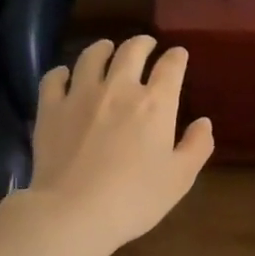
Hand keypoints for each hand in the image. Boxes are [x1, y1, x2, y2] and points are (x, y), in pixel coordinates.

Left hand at [18, 36, 213, 255]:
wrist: (73, 212)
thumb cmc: (135, 198)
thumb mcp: (180, 178)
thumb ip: (197, 147)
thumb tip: (204, 123)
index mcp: (156, 104)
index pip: (171, 67)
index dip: (177, 57)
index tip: (179, 55)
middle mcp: (119, 89)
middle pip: (132, 51)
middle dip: (143, 43)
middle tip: (146, 44)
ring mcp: (80, 95)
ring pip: (92, 56)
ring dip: (103, 48)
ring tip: (107, 49)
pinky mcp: (50, 109)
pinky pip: (54, 78)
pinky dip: (62, 72)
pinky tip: (65, 76)